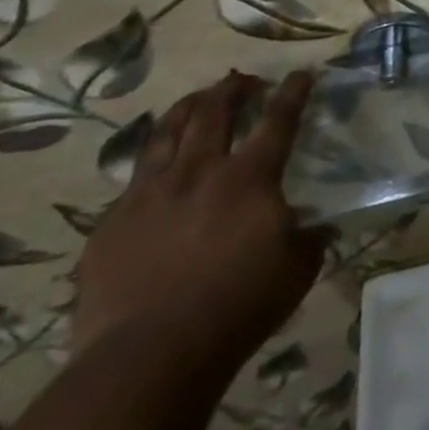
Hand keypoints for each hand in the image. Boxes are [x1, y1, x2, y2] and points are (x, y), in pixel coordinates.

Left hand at [72, 71, 324, 375]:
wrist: (148, 356)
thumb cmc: (238, 307)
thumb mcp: (298, 269)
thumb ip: (309, 238)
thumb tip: (317, 226)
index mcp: (250, 177)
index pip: (278, 120)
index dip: (293, 92)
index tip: (302, 73)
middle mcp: (199, 172)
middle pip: (215, 112)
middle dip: (232, 89)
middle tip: (242, 79)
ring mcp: (149, 194)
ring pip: (167, 133)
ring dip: (187, 109)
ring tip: (197, 100)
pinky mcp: (111, 223)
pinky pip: (134, 178)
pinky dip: (152, 161)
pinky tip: (155, 168)